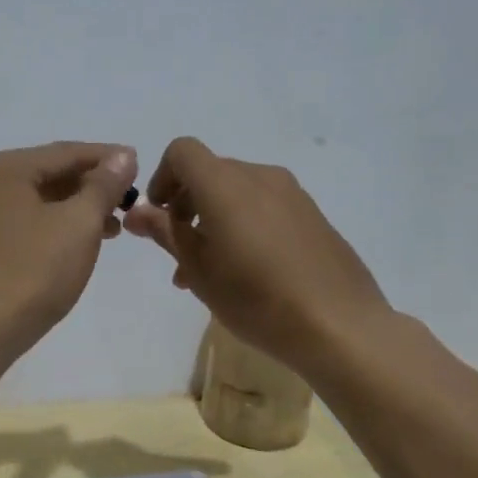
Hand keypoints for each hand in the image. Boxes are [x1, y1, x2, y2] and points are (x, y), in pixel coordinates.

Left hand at [0, 142, 138, 343]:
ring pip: (32, 201)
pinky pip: (18, 223)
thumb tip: (123, 156)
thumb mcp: (80, 223)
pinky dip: (49, 226)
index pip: (65, 152)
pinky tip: (74, 243)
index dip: (106, 158)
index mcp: (2, 168)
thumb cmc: (34, 269)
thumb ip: (104, 185)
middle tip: (127, 201)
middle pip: (46, 174)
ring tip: (111, 228)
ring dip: (72, 209)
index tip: (138, 165)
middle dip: (90, 187)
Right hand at [125, 137, 390, 376]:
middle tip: (179, 254)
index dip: (162, 177)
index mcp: (226, 184)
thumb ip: (165, 232)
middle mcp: (260, 176)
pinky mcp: (312, 215)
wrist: (340, 325)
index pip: (182, 151)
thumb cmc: (256, 298)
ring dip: (214, 219)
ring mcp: (292, 194)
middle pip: (210, 172)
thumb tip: (137, 211)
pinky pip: (265, 206)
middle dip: (186, 206)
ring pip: (237, 193)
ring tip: (210, 272)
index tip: (159, 217)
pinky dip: (244, 224)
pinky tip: (248, 272)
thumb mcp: (199, 269)